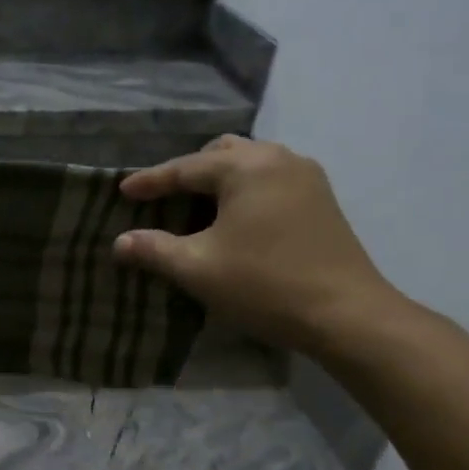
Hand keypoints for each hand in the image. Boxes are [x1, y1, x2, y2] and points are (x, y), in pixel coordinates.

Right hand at [113, 136, 406, 353]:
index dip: (150, 181)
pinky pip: (270, 179)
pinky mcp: (322, 200)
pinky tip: (234, 218)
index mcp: (247, 167)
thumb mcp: (197, 268)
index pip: (186, 168)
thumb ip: (154, 249)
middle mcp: (279, 159)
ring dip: (219, 180)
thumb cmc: (265, 285)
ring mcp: (307, 177)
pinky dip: (244, 190)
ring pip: (250, 163)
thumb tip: (120, 242)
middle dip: (188, 172)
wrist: (348, 316)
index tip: (122, 191)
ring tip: (197, 207)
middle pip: (221, 153)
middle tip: (163, 197)